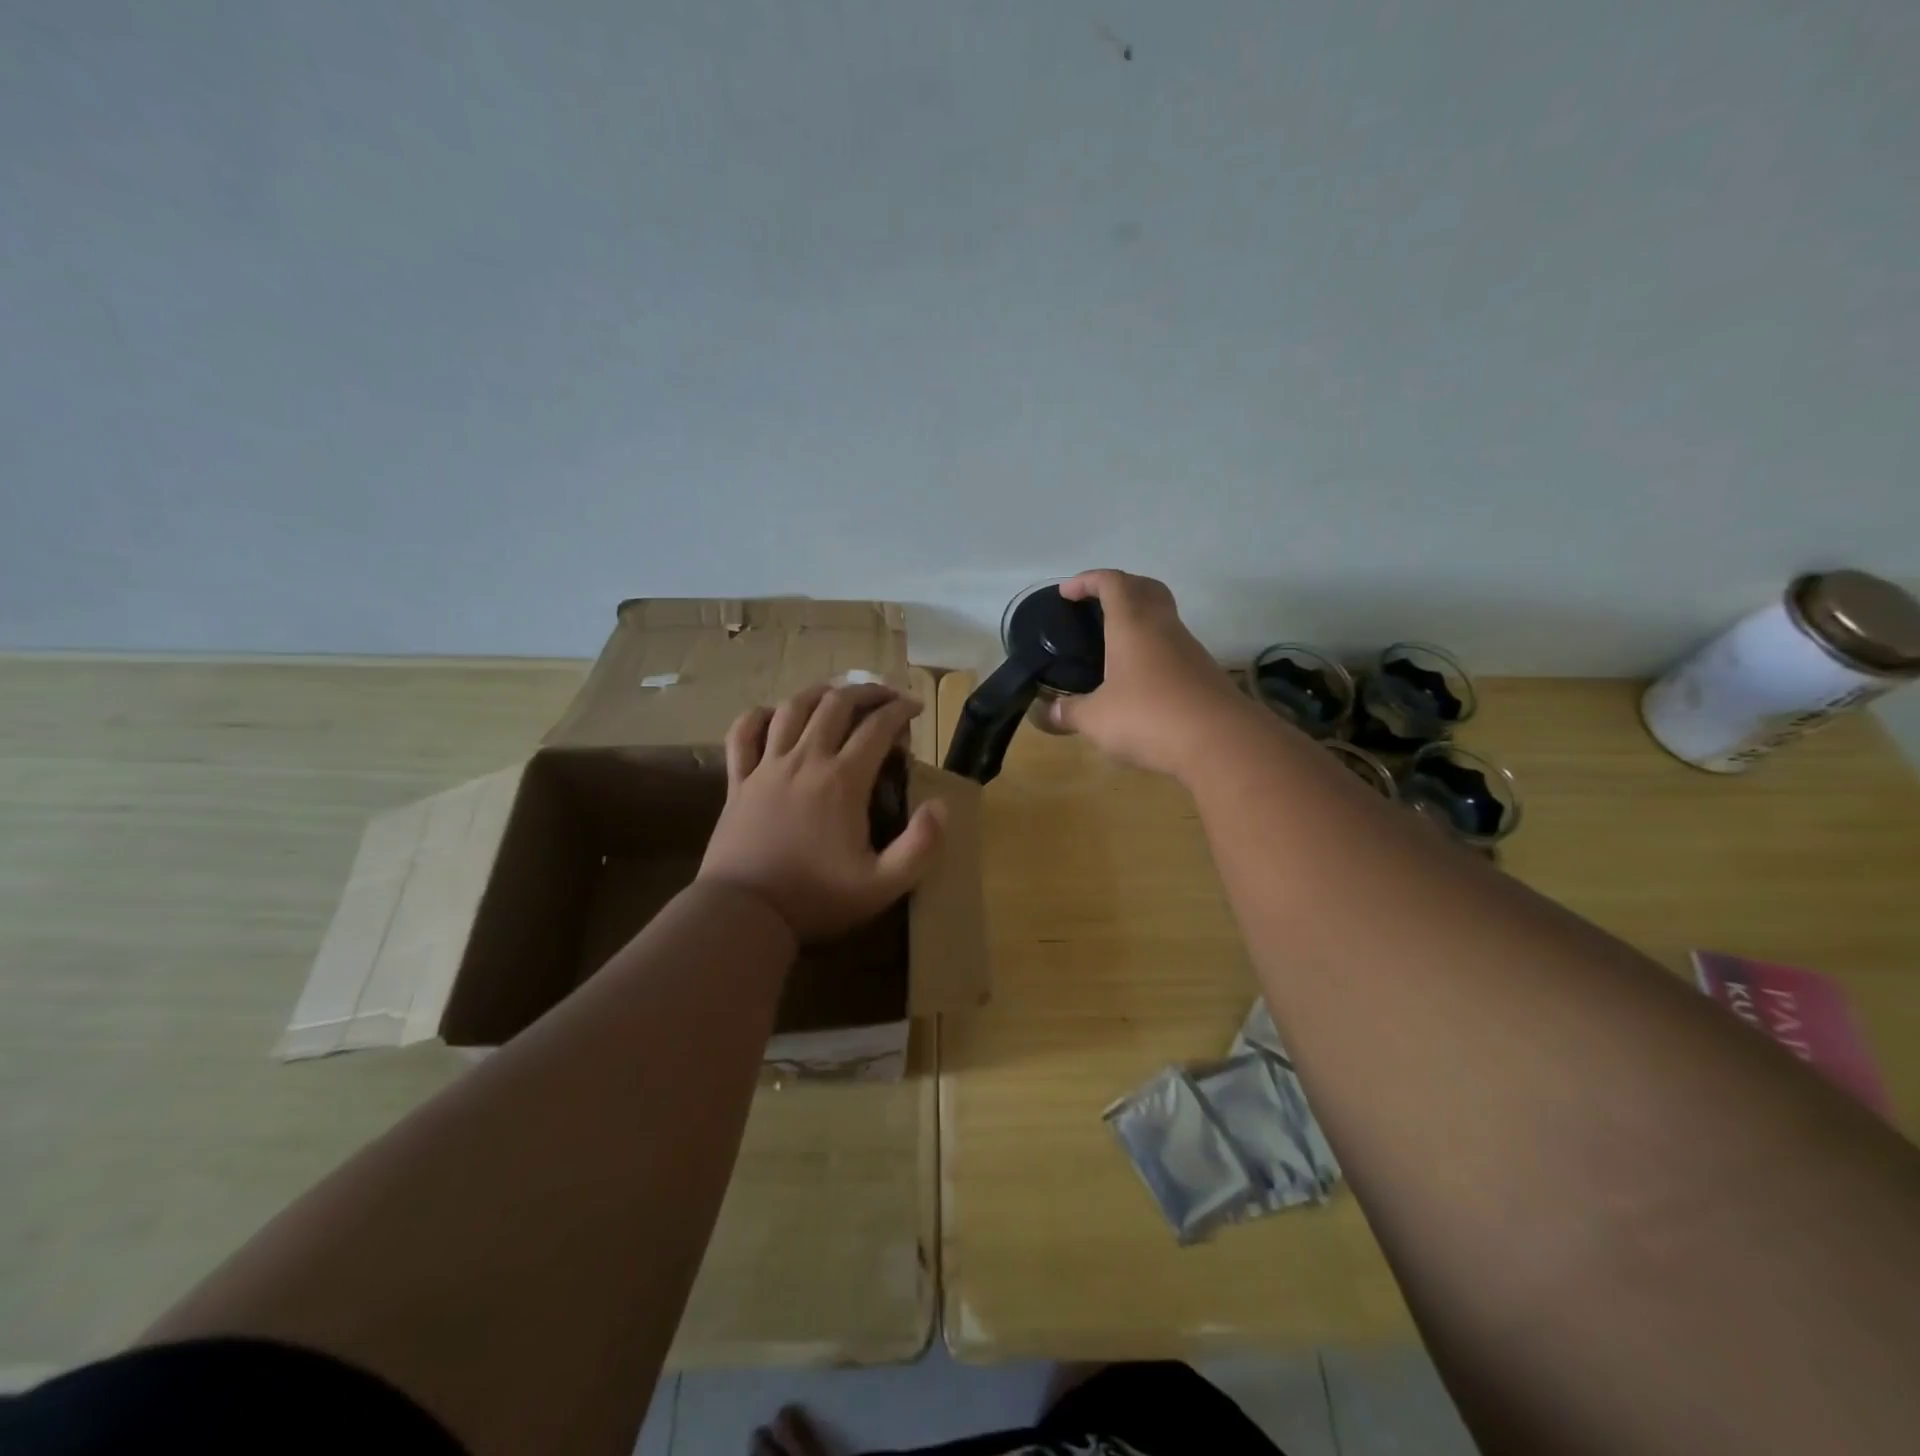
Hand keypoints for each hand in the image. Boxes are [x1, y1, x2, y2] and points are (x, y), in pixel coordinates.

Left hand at [698, 683, 945, 942]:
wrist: (745, 914)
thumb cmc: (817, 899)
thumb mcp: (884, 885)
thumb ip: (921, 846)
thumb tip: (940, 806)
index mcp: (843, 780)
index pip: (877, 727)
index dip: (900, 710)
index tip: (915, 708)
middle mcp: (806, 760)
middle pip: (836, 705)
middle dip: (866, 692)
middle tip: (885, 697)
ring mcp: (767, 767)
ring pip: (793, 708)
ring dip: (820, 693)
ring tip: (838, 695)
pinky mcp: (739, 781)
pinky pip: (743, 734)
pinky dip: (759, 716)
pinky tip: (774, 715)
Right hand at [1043, 569, 1256, 779]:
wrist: (1221, 742)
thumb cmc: (1148, 717)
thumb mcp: (1096, 719)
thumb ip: (1069, 712)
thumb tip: (1048, 713)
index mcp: (1132, 624)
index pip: (1112, 583)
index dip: (1087, 581)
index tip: (1067, 592)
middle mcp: (1163, 627)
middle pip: (1145, 588)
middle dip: (1119, 587)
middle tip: (1096, 605)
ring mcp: (1189, 649)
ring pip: (1163, 617)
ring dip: (1139, 619)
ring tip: (1114, 644)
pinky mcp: (1204, 674)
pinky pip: (1173, 647)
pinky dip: (1153, 650)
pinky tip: (1139, 679)